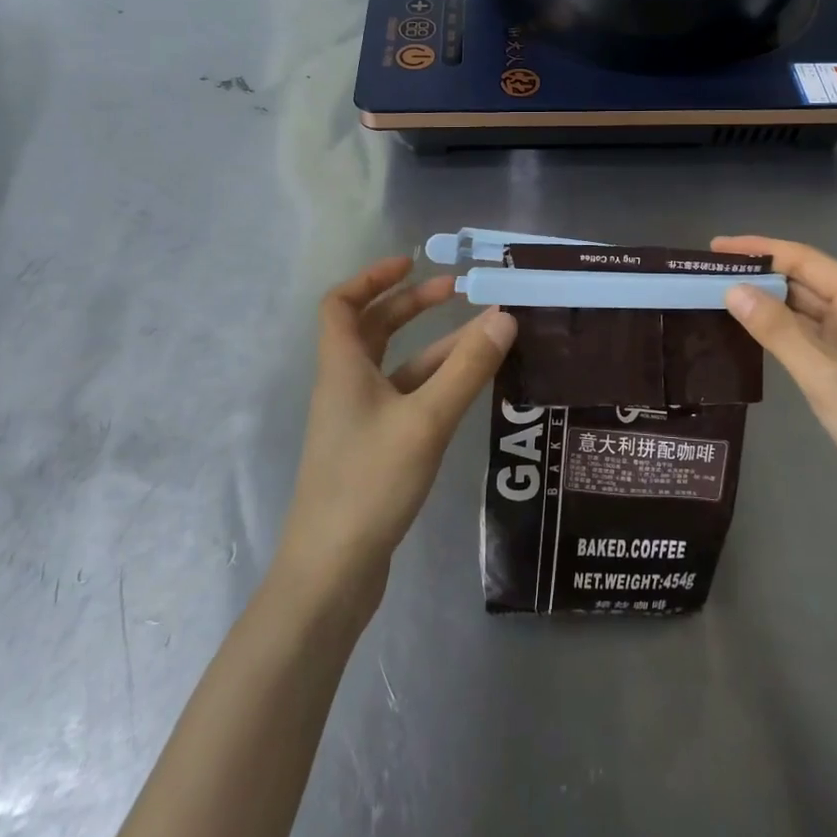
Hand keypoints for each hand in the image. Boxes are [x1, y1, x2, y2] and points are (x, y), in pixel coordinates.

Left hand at [272, 257, 515, 607]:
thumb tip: (504, 316)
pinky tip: (470, 387)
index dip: (372, 277)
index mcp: (342, 369)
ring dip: (435, 347)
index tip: (412, 263)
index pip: (341, 304)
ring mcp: (359, 422)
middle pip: (373, 330)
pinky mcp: (374, 451)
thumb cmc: (369, 484)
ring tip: (485, 335)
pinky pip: (406, 399)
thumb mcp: (425, 420)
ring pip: (397, 367)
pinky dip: (435, 384)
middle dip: (412, 306)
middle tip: (458, 292)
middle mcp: (346, 387)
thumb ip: (467, 369)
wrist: (332, 574)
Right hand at [713, 236, 836, 554]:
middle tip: (710, 275)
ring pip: (808, 315)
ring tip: (721, 299)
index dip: (761, 250)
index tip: (717, 248)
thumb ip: (777, 330)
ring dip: (769, 306)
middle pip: (807, 284)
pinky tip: (752, 337)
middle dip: (761, 276)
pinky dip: (781, 336)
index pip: (807, 261)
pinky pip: (811, 342)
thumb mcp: (825, 375)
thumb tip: (733, 290)